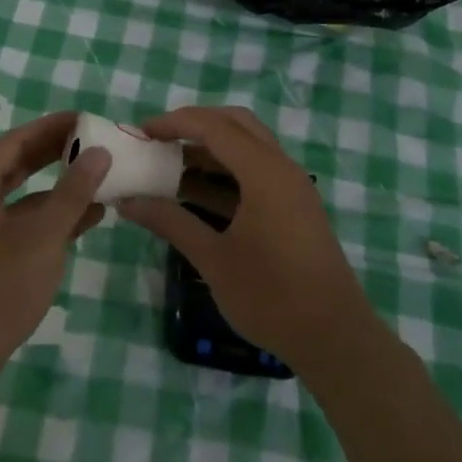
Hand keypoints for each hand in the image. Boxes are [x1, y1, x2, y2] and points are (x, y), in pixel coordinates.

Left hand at [0, 112, 110, 384]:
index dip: (50, 127)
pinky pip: (22, 226)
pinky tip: (86, 220)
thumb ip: (72, 193)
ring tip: (98, 178)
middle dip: (54, 154)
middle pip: (16, 166)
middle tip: (92, 141)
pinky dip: (50, 219)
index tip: (83, 118)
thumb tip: (99, 152)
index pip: (15, 142)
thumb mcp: (42, 237)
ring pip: (22, 199)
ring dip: (58, 189)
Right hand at [120, 106, 375, 374]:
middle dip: (195, 125)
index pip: (214, 127)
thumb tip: (127, 201)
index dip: (175, 123)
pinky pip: (256, 172)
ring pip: (247, 148)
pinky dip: (225, 173)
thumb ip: (170, 222)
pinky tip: (195, 194)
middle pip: (235, 124)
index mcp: (264, 173)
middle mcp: (282, 168)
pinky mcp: (294, 207)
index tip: (141, 131)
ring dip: (209, 150)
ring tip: (170, 166)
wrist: (334, 339)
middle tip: (159, 139)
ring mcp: (292, 188)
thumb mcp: (213, 259)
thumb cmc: (271, 296)